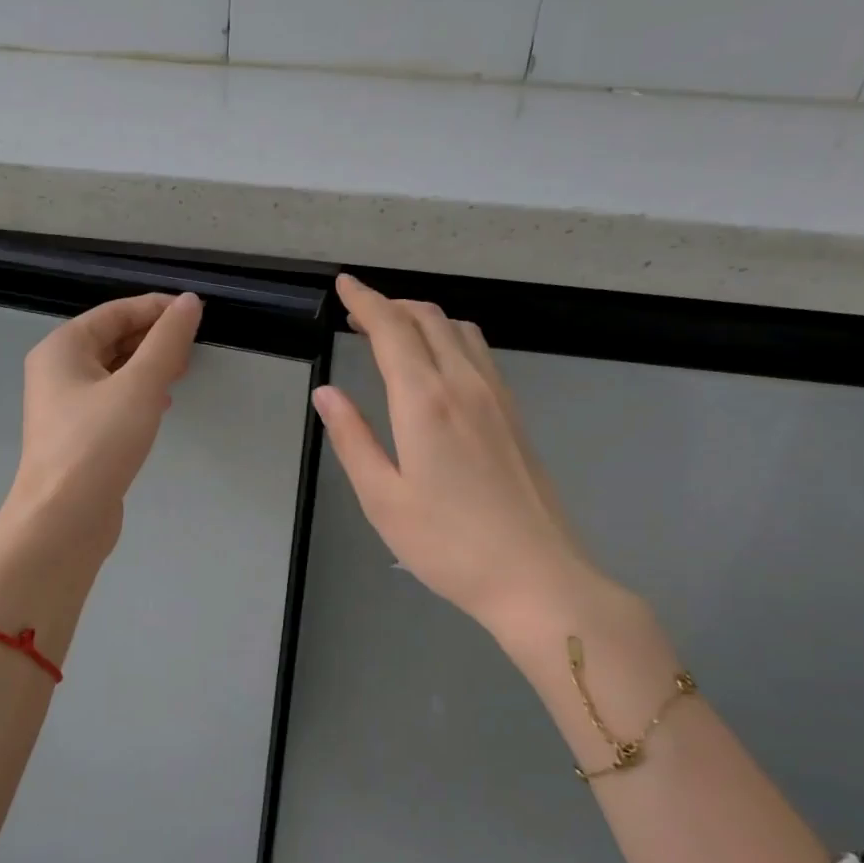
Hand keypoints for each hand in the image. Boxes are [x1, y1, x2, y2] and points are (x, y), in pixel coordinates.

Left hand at [3, 291, 202, 558]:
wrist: (64, 518)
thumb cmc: (98, 443)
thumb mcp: (140, 385)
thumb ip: (167, 340)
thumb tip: (189, 302)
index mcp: (62, 347)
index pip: (116, 311)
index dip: (157, 308)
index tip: (197, 314)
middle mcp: (57, 370)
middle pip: (112, 339)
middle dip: (153, 339)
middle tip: (192, 349)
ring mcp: (64, 405)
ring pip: (113, 371)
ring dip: (148, 367)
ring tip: (182, 373)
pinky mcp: (77, 435)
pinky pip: (111, 399)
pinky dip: (137, 394)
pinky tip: (161, 406)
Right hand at [312, 275, 622, 639]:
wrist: (536, 577)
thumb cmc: (448, 545)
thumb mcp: (383, 498)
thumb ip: (352, 439)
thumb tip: (326, 394)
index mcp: (426, 402)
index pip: (392, 329)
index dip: (365, 301)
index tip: (344, 285)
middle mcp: (465, 385)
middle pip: (428, 319)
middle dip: (390, 305)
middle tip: (359, 312)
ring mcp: (497, 398)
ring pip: (459, 331)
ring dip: (422, 318)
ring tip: (393, 332)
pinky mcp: (514, 415)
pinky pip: (479, 353)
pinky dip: (449, 337)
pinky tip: (438, 363)